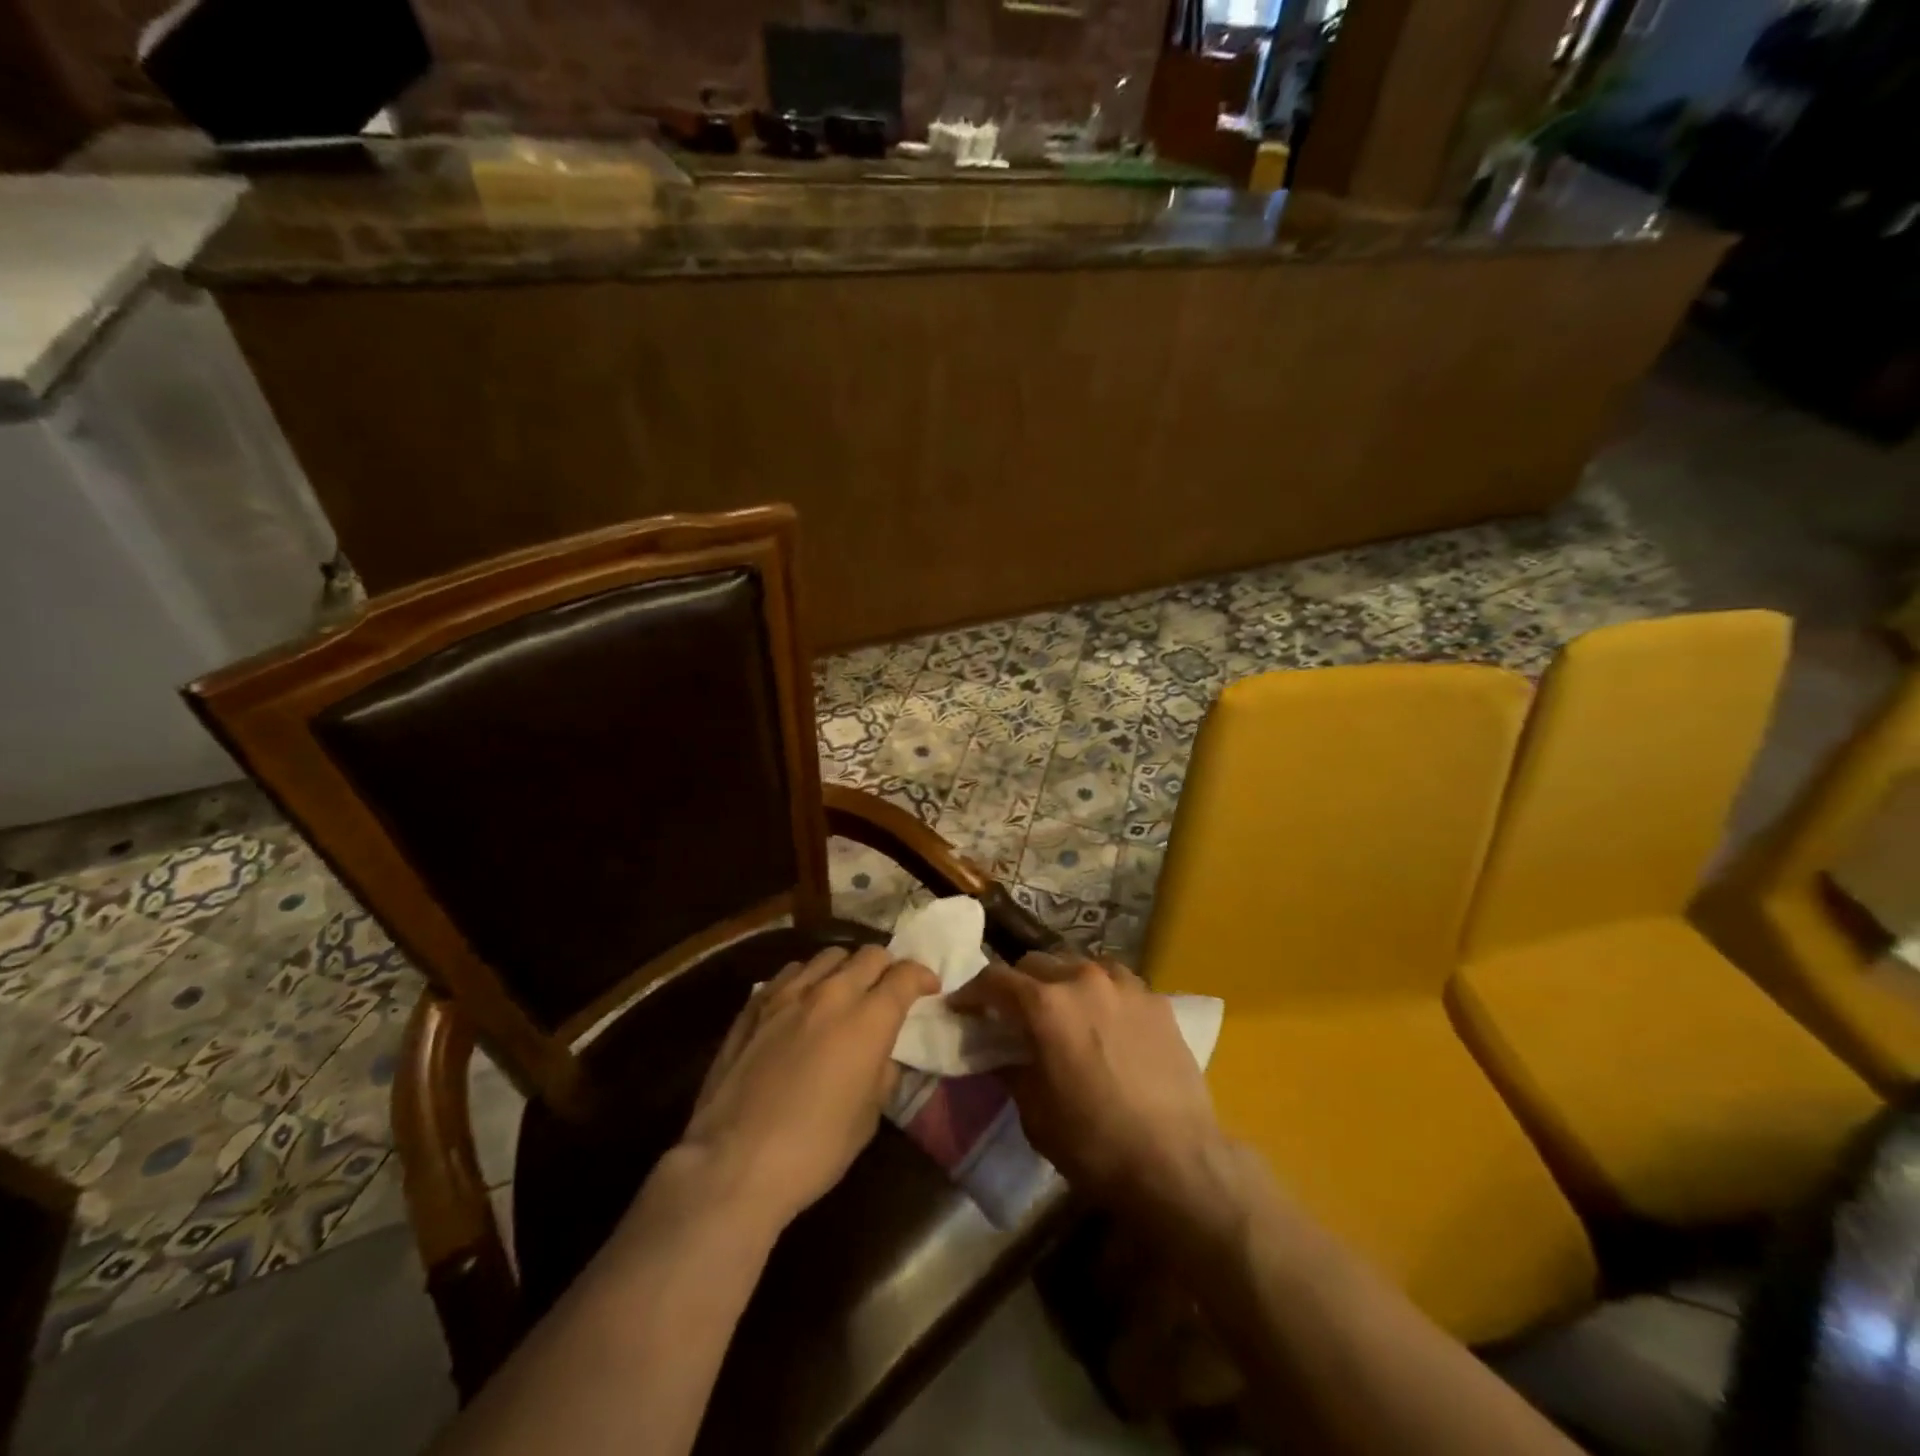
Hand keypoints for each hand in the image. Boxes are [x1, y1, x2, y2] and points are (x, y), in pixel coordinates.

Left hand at [677, 945, 937, 1230]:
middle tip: (889, 990)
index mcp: (868, 1019)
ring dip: (846, 968)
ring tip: (845, 991)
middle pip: (870, 955)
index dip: (923, 977)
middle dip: (888, 967)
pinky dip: (807, 979)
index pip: (905, 975)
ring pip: (828, 956)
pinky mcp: (755, 1005)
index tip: (929, 989)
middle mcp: (831, 993)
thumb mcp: (868, 1117)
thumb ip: (882, 1072)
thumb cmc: (814, 1149)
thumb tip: (882, 1054)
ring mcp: (788, 994)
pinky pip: (790, 973)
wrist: (734, 1163)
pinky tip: (803, 1003)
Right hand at [949, 951, 1227, 1214]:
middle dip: (1017, 983)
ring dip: (1061, 981)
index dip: (972, 992)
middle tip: (1013, 1013)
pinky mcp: (1157, 999)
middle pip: (1036, 962)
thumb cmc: (1094, 1143)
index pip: (995, 979)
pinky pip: (1117, 981)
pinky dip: (1100, 992)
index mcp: (1045, 1004)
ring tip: (1063, 1010)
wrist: (1177, 1162)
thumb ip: (1011, 1070)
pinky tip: (1105, 1020)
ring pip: (1079, 964)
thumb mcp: (1035, 1113)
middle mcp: (1083, 979)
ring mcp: (1125, 985)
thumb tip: (998, 1052)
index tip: (962, 1007)